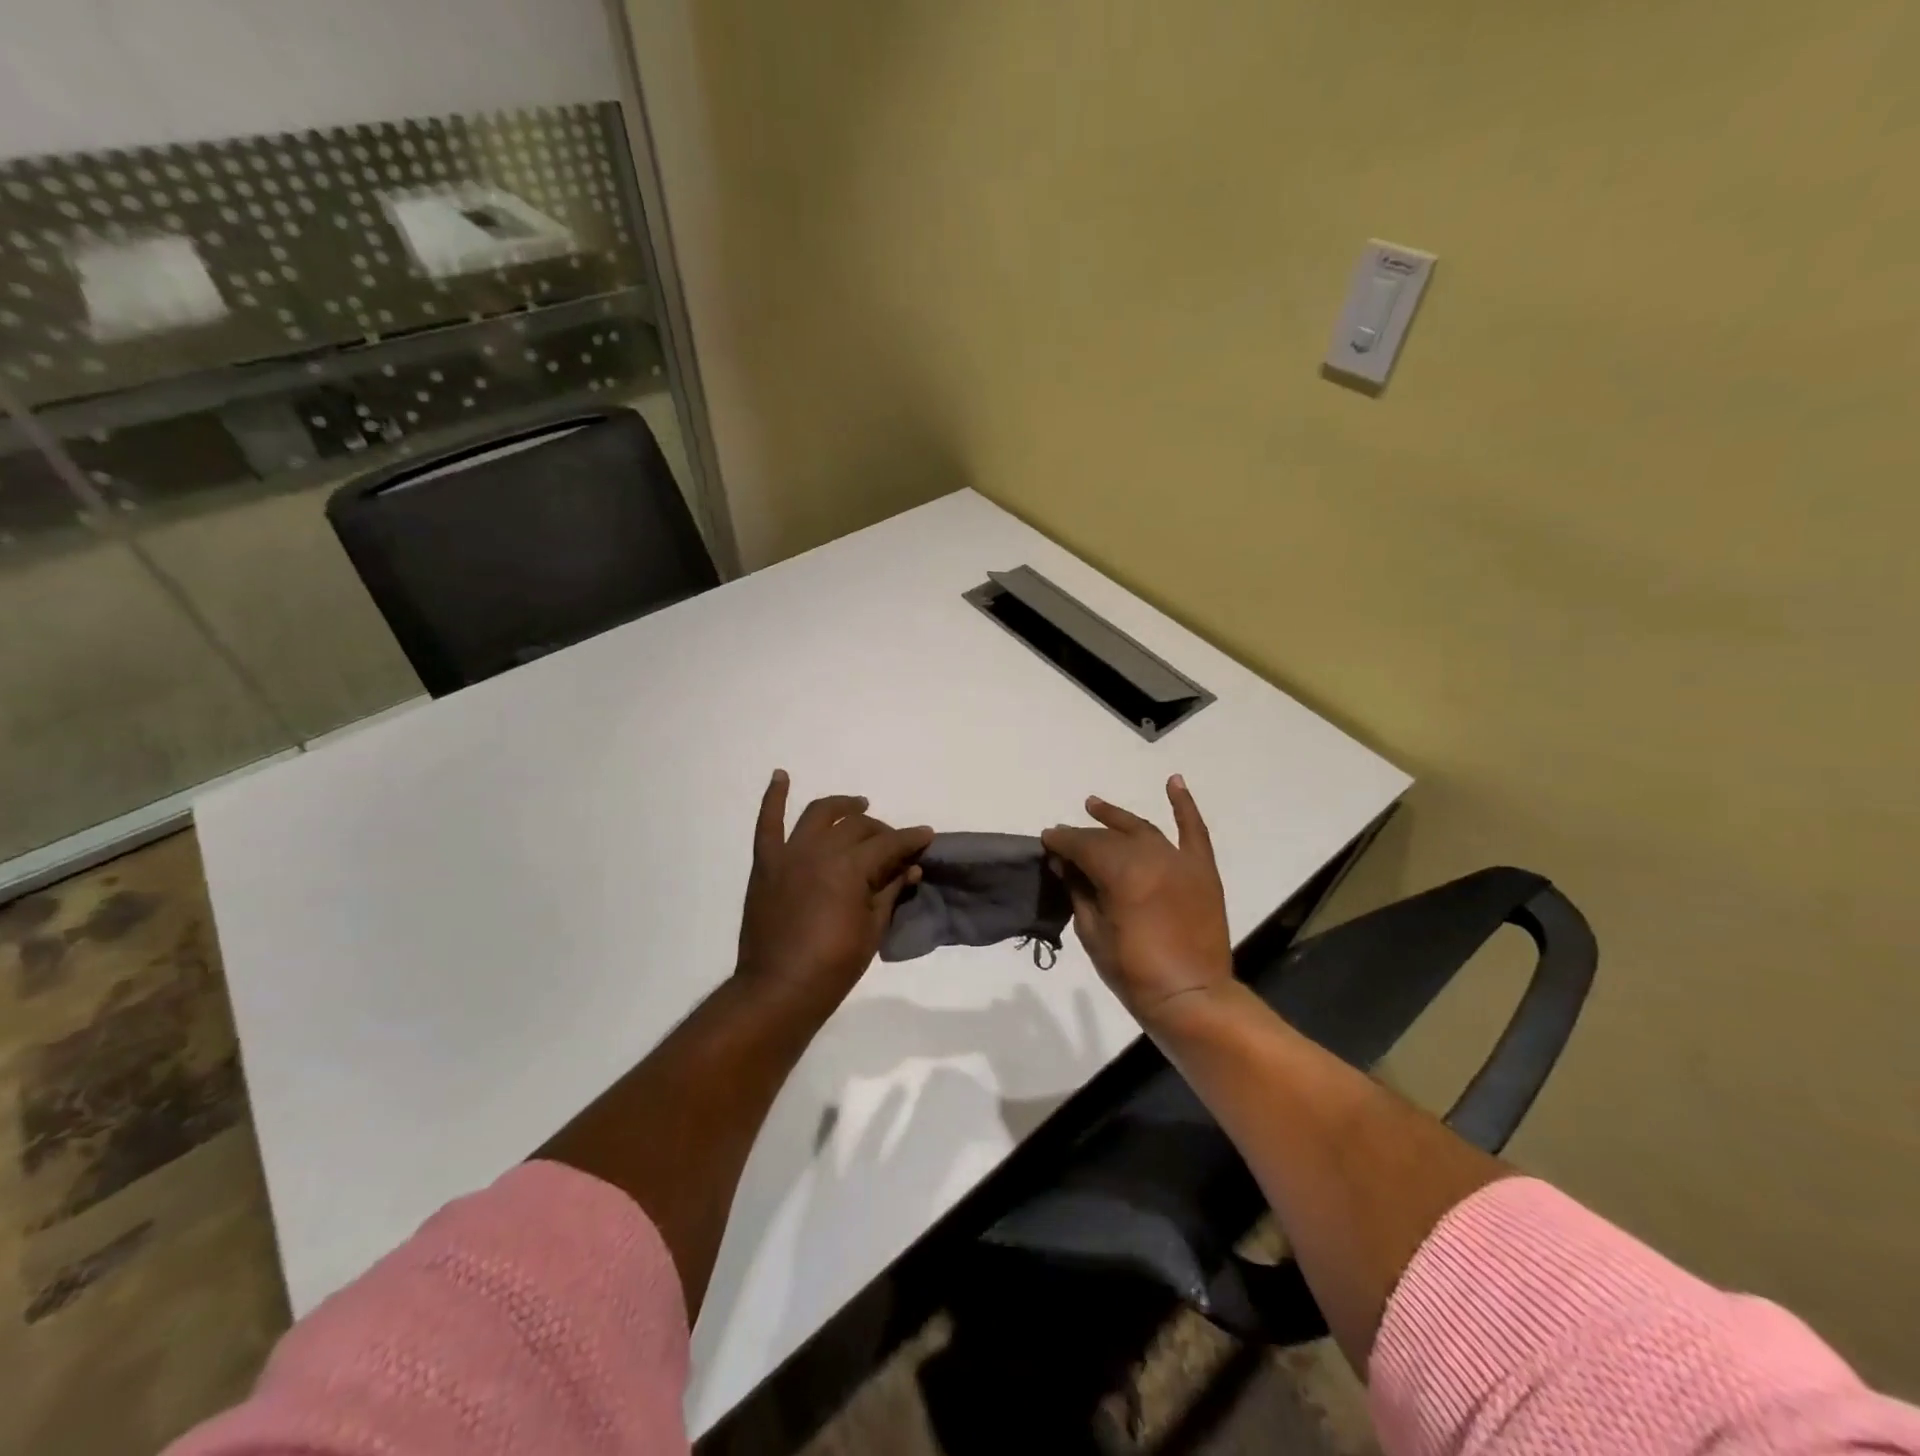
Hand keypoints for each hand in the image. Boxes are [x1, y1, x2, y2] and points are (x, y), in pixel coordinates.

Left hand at [736, 770, 933, 1014]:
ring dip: (841, 806)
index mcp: (851, 868)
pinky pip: (767, 823)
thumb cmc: (834, 965)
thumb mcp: (873, 929)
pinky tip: (781, 776)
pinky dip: (774, 797)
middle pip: (858, 827)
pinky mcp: (766, 863)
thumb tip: (911, 868)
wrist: (778, 989)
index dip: (911, 839)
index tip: (926, 835)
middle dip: (882, 830)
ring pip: (819, 814)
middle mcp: (820, 850)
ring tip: (856, 805)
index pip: (889, 844)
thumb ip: (891, 892)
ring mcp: (789, 854)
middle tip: (892, 842)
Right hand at [1041, 775, 1232, 1024]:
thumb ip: (1079, 891)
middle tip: (1065, 839)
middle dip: (1083, 836)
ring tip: (1094, 805)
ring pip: (1142, 829)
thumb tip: (1067, 866)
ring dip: (1117, 817)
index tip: (1046, 841)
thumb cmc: (1134, 972)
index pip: (1082, 846)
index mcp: (1121, 873)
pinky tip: (1173, 781)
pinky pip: (1194, 830)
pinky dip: (1184, 804)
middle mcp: (1151, 856)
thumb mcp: (1092, 933)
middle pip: (1109, 838)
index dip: (1061, 842)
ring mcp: (1179, 861)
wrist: (1192, 996)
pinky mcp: (1202, 869)